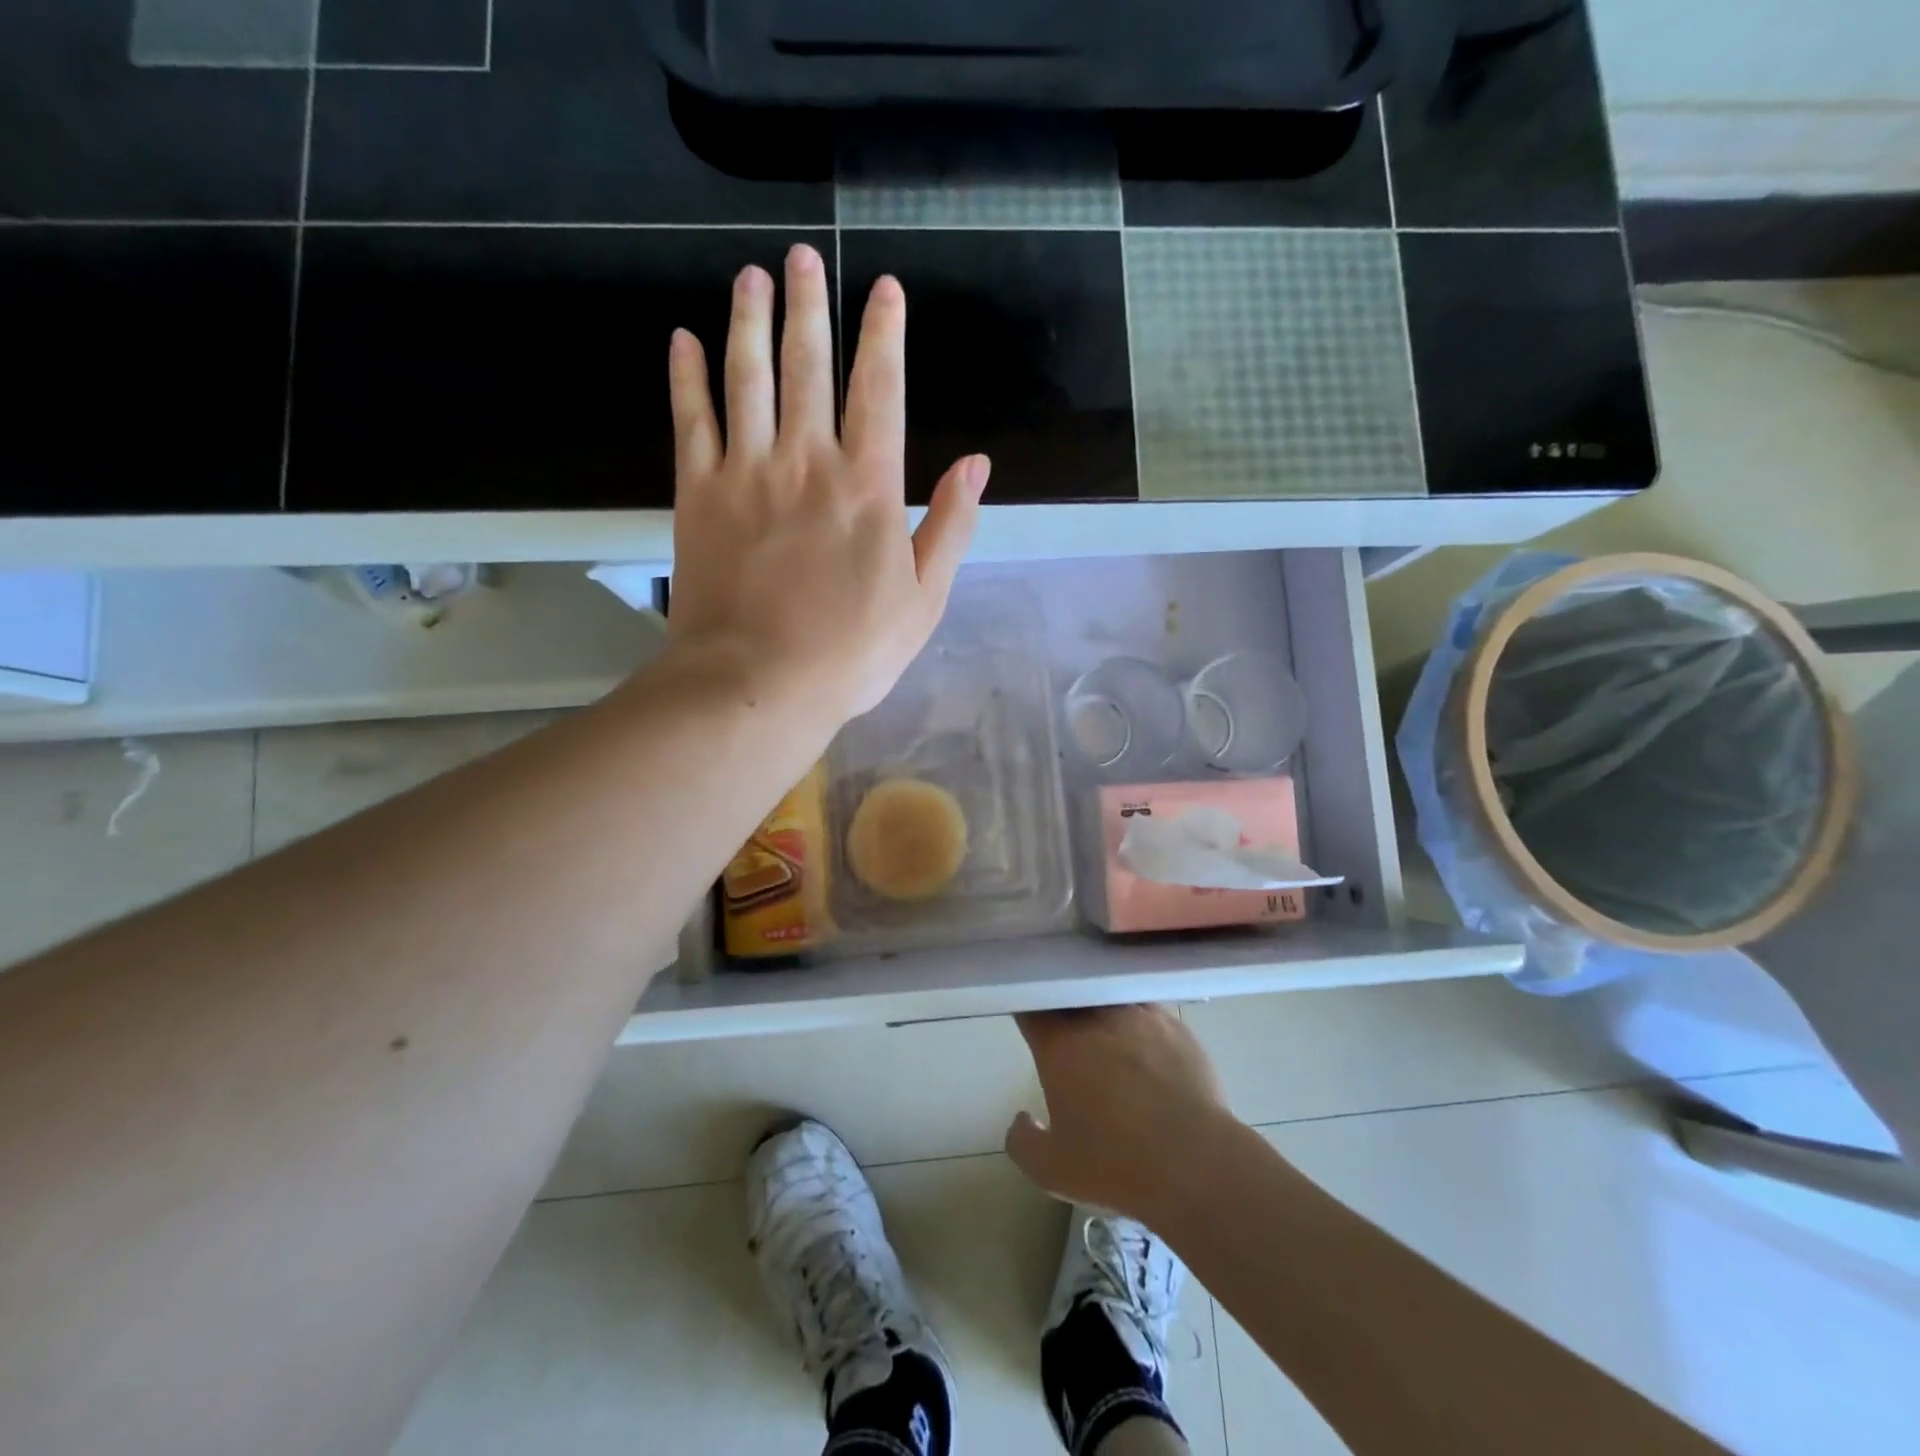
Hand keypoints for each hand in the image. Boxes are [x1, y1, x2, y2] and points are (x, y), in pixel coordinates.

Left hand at [665, 244, 989, 727]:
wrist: (759, 682)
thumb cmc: (852, 651)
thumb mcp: (924, 599)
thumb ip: (950, 527)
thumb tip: (975, 464)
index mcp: (869, 486)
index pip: (879, 389)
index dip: (883, 334)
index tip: (882, 288)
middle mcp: (808, 461)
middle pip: (809, 366)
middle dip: (810, 306)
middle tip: (802, 257)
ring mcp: (747, 472)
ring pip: (748, 377)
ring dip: (750, 322)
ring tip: (751, 276)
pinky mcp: (698, 494)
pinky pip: (691, 420)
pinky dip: (686, 377)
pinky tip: (683, 341)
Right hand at [1006, 1005, 1234, 1220]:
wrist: (1196, 1163)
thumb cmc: (1116, 1165)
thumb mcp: (1052, 1171)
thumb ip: (1023, 1142)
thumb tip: (1022, 1119)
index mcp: (1059, 1044)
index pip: (1032, 1007)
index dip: (1027, 1009)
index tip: (1030, 1022)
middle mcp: (1096, 1018)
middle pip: (1071, 995)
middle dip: (1063, 1008)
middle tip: (1066, 1032)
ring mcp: (1139, 1015)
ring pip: (1110, 998)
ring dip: (1102, 1012)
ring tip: (1108, 1037)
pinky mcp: (1175, 1026)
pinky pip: (1147, 1012)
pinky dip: (1140, 1024)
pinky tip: (1147, 1049)